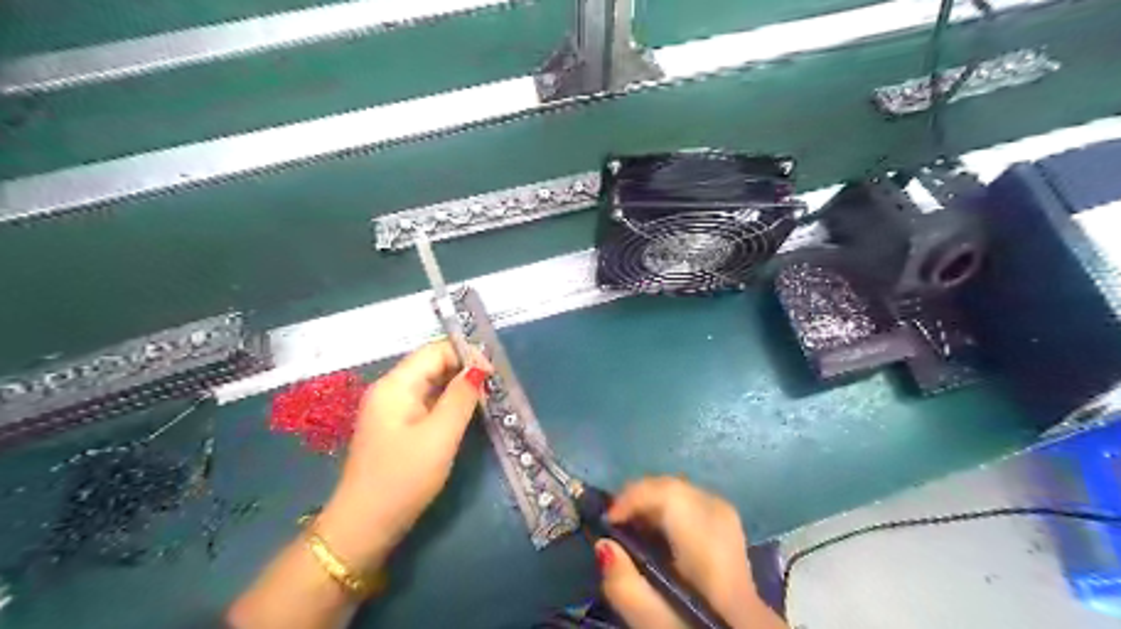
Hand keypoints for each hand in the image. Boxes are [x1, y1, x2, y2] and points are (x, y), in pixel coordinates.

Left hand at [315, 345, 491, 573]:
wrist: (364, 527)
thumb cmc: (403, 479)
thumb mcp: (439, 437)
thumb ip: (461, 398)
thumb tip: (479, 369)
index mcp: (395, 385)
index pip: (435, 351)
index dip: (466, 355)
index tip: (494, 375)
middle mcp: (390, 390)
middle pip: (432, 365)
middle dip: (464, 370)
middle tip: (495, 388)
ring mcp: (391, 409)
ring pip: (431, 384)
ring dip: (458, 388)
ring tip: (487, 400)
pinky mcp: (396, 427)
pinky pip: (426, 403)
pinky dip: (448, 404)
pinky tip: (465, 415)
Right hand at [595, 479, 787, 625]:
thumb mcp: (656, 626)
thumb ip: (627, 589)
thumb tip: (603, 544)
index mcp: (712, 552)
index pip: (673, 496)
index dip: (635, 496)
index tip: (607, 519)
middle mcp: (726, 527)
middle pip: (679, 487)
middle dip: (641, 496)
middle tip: (614, 521)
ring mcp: (733, 526)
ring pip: (685, 491)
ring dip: (653, 501)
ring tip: (629, 526)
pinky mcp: (731, 531)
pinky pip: (693, 501)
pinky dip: (669, 508)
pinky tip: (656, 532)